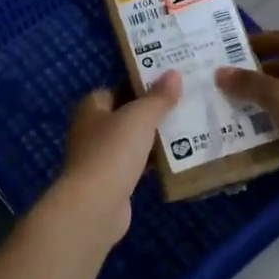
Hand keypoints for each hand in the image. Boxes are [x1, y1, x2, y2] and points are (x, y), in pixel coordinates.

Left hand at [52, 71, 181, 243]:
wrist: (96, 205)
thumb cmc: (113, 151)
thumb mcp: (140, 117)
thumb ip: (158, 96)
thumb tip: (174, 73)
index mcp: (91, 109)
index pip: (114, 89)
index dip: (138, 85)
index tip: (166, 84)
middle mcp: (91, 131)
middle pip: (125, 116)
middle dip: (150, 112)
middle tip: (182, 104)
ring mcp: (100, 159)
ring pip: (132, 141)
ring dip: (153, 138)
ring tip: (187, 129)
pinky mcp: (112, 182)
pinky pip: (136, 165)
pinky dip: (152, 162)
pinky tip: (176, 159)